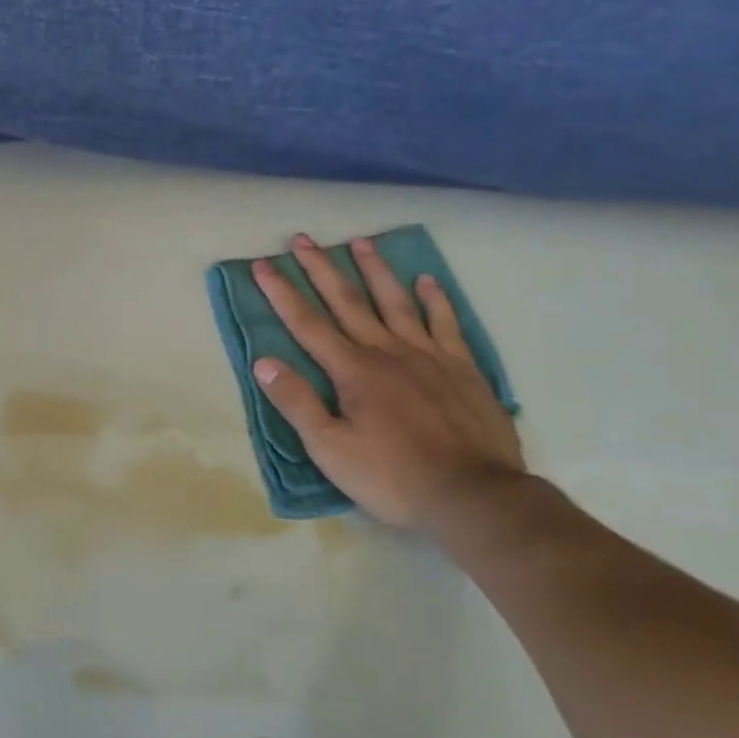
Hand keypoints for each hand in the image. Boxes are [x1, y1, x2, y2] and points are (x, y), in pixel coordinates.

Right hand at [250, 234, 524, 532]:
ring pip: (396, 302)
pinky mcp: (462, 369)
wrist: (475, 498)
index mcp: (353, 371)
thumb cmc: (394, 478)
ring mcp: (429, 356)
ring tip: (361, 242)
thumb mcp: (330, 450)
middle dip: (322, 269)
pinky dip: (435, 300)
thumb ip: (297, 403)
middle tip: (303, 239)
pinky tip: (426, 281)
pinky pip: (446, 323)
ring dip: (375, 271)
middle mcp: (387, 351)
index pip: (307, 323)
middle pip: (348, 301)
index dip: (282, 293)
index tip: (263, 264)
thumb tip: (263, 362)